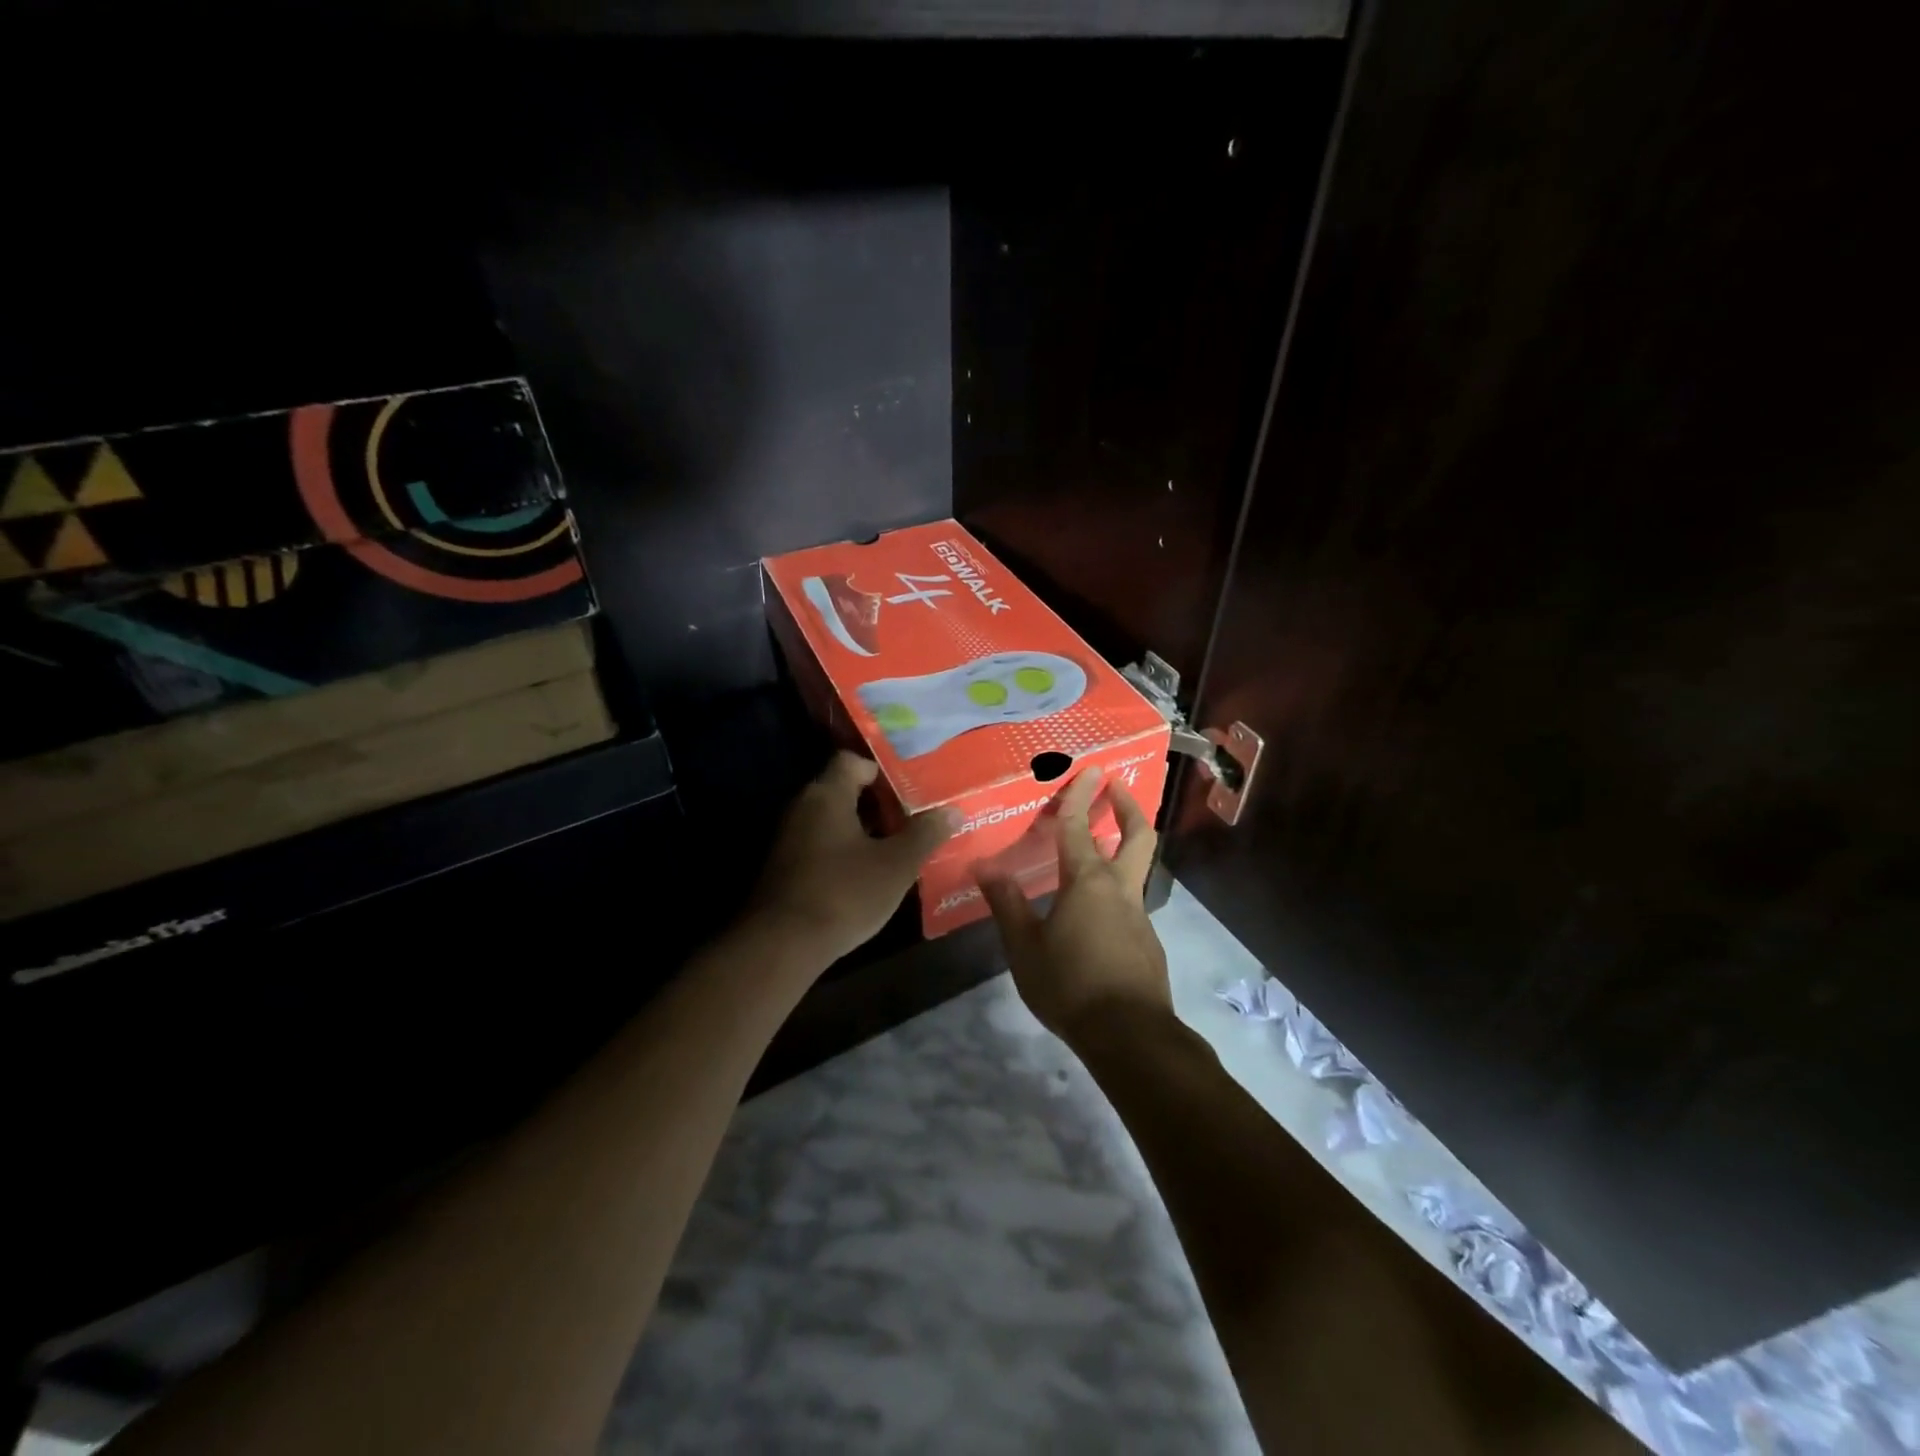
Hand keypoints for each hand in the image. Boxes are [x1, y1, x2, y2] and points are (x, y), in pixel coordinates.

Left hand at [752, 751, 956, 965]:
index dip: (881, 771)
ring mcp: (789, 839)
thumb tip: (953, 810)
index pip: (852, 761)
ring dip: (862, 831)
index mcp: (827, 795)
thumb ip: (925, 834)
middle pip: (842, 791)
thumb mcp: (896, 865)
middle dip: (878, 804)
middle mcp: (802, 808)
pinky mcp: (784, 869)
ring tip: (897, 848)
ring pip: (832, 822)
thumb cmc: (844, 893)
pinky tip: (867, 876)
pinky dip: (844, 853)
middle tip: (912, 819)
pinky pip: (820, 847)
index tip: (909, 790)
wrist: (782, 945)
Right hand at [976, 766, 1170, 1041]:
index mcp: (1088, 882)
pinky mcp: (1146, 940)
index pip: (1081, 827)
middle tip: (1116, 786)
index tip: (1089, 768)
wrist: (1130, 1035)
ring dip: (1123, 845)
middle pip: (1136, 835)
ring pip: (1135, 867)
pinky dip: (1115, 887)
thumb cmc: (1070, 985)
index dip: (1081, 795)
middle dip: (1127, 806)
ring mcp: (1138, 915)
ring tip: (1097, 846)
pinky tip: (1092, 911)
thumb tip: (984, 867)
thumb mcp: (1025, 947)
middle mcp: (1119, 889)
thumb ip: (1007, 904)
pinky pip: (1129, 900)